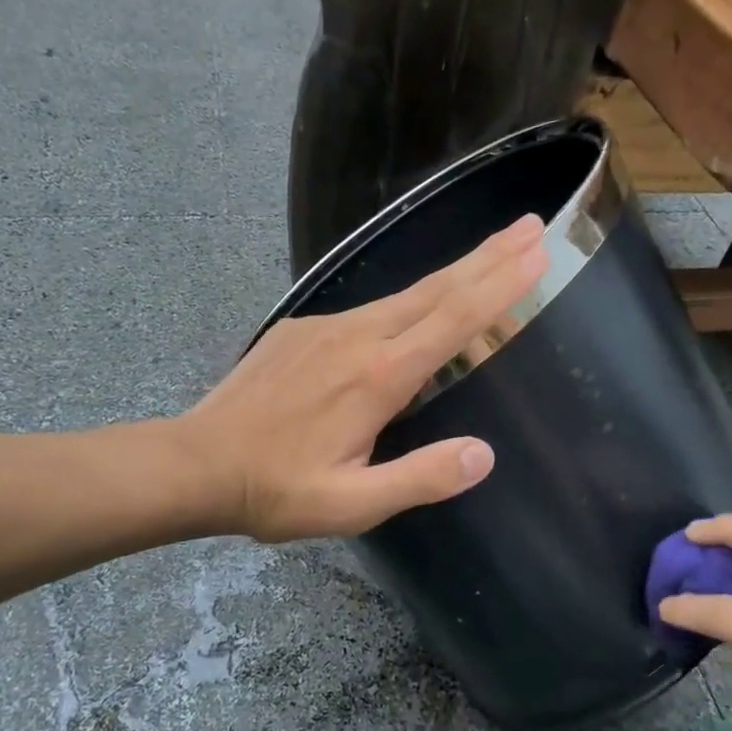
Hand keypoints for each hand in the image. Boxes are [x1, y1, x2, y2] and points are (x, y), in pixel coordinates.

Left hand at [180, 215, 549, 541]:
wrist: (195, 463)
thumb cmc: (276, 489)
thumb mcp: (351, 504)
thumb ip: (419, 478)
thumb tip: (483, 454)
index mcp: (377, 376)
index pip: (452, 319)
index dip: (498, 284)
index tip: (537, 249)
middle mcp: (357, 336)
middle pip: (436, 288)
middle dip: (488, 256)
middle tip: (531, 226)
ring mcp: (326, 326)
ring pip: (404, 293)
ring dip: (453, 273)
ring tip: (491, 255)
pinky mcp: (304, 328)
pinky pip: (370, 308)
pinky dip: (410, 299)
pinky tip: (416, 308)